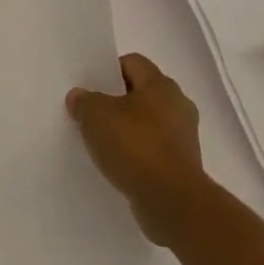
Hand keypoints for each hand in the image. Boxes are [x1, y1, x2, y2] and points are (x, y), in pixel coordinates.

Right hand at [67, 53, 206, 245]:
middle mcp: (178, 104)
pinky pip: (155, 150)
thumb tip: (78, 96)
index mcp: (161, 84)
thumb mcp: (96, 116)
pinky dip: (139, 154)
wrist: (172, 201)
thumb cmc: (135, 145)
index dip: (109, 70)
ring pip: (149, 123)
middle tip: (93, 113)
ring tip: (104, 143)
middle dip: (118, 101)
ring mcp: (184, 136)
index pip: (133, 63)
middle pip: (142, 93)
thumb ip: (84, 101)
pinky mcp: (184, 165)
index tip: (91, 87)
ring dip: (129, 130)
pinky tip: (120, 165)